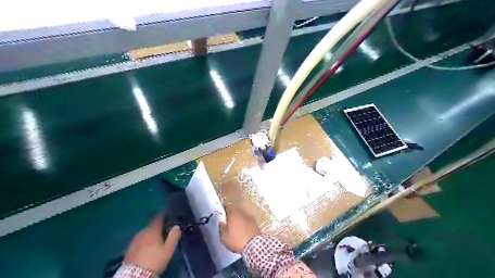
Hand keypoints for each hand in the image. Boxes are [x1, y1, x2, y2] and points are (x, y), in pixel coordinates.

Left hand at [123, 217, 180, 273]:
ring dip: (150, 234)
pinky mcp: (129, 249)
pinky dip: (144, 241)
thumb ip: (173, 236)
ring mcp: (134, 241)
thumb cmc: (154, 260)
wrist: (135, 275)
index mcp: (153, 231)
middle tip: (164, 230)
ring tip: (156, 239)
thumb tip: (177, 226)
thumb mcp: (168, 249)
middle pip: (151, 226)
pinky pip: (139, 241)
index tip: (168, 215)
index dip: (163, 216)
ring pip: (145, 233)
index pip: (158, 219)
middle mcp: (143, 232)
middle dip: (157, 227)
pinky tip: (147, 247)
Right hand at [220, 208, 259, 253]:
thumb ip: (222, 228)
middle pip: (235, 213)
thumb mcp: (224, 237)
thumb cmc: (236, 240)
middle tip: (230, 226)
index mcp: (233, 214)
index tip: (223, 219)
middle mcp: (241, 213)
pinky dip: (246, 226)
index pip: (227, 209)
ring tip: (238, 230)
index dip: (224, 214)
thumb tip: (221, 223)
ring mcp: (249, 217)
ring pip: (242, 217)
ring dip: (240, 221)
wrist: (254, 245)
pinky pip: (248, 223)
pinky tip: (245, 233)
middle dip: (232, 218)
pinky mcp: (255, 223)